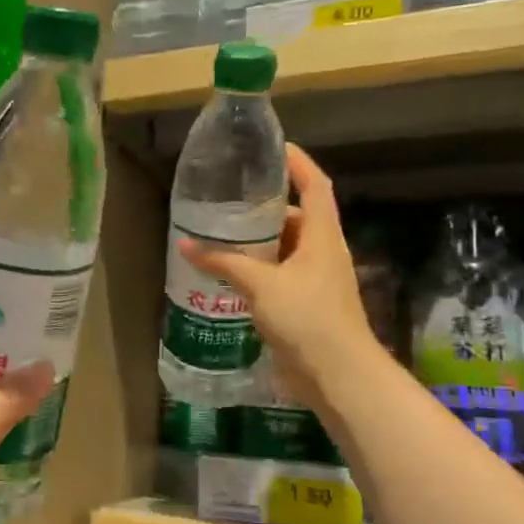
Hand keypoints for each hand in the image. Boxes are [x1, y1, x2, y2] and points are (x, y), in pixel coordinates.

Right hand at [181, 144, 383, 411]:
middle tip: (227, 201)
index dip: (297, 162)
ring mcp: (315, 280)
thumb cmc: (307, 318)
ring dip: (256, 244)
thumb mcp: (262, 285)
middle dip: (264, 209)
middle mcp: (322, 252)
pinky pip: (278, 276)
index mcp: (322, 236)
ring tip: (220, 235)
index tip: (272, 148)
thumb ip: (224, 262)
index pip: (315, 185)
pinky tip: (228, 275)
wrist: (338, 375)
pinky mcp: (305, 305)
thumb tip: (186, 244)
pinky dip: (256, 271)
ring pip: (284, 250)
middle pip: (296, 217)